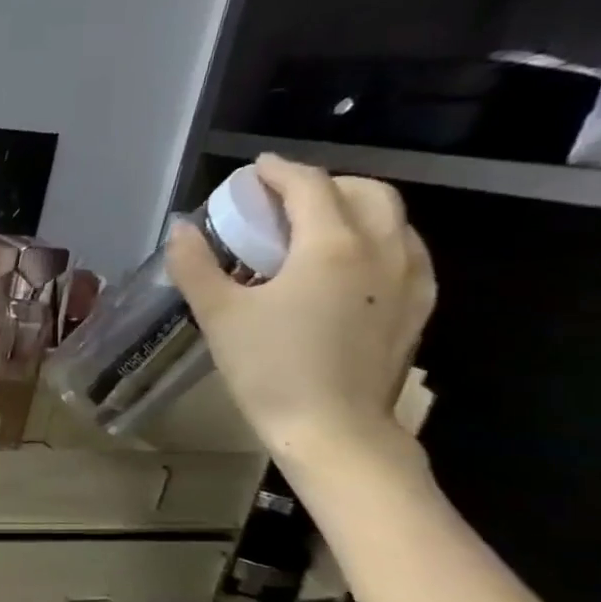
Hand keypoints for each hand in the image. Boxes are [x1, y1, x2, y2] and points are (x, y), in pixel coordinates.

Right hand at [166, 154, 435, 473]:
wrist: (333, 429)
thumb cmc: (270, 369)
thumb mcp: (218, 315)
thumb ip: (196, 265)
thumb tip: (181, 229)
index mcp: (331, 246)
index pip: (310, 186)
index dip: (279, 172)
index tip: (255, 171)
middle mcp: (382, 249)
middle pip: (365, 191)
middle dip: (323, 184)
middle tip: (283, 201)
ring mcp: (410, 278)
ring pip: (392, 218)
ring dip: (353, 209)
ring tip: (313, 230)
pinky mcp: (418, 306)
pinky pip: (405, 250)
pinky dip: (375, 239)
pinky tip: (346, 265)